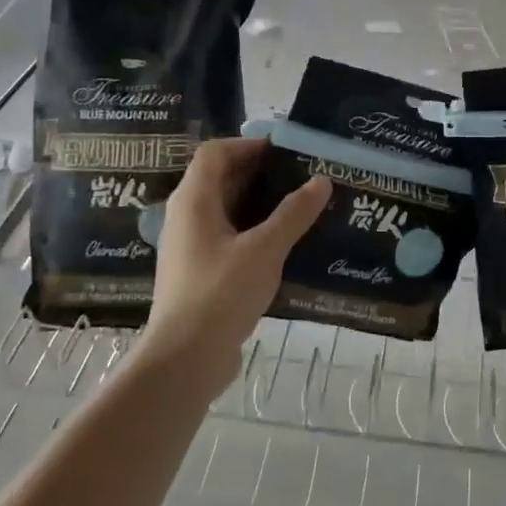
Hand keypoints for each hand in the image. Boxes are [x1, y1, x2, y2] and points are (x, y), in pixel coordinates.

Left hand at [145, 139, 329, 377]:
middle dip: (260, 174)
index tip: (286, 152)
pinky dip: (253, 232)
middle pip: (220, 179)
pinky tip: (283, 245)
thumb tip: (321, 180)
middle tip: (301, 177)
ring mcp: (189, 247)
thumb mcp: (265, 249)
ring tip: (299, 207)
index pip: (216, 152)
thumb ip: (294, 213)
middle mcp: (185, 217)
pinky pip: (227, 237)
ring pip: (225, 210)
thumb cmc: (221, 293)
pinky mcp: (197, 273)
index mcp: (194, 200)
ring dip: (259, 204)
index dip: (249, 145)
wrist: (183, 361)